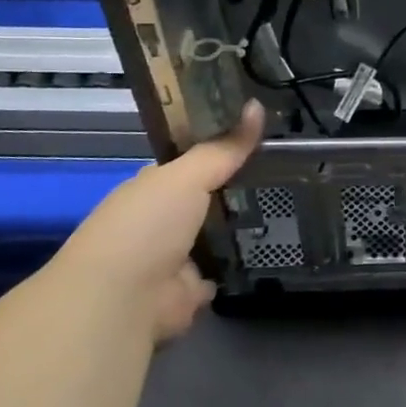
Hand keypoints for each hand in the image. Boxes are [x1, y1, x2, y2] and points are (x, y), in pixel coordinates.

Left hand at [54, 100, 264, 342]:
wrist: (121, 301)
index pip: (188, 164)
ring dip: (236, 229)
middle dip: (233, 190)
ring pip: (211, 237)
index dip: (218, 150)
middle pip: (203, 200)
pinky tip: (266, 252)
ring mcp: (171, 260)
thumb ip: (224, 148)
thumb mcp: (188, 176)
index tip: (255, 139)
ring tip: (284, 208)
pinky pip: (217, 274)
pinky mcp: (186, 294)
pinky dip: (234, 268)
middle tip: (281, 173)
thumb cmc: (146, 226)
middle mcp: (159, 222)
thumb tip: (258, 105)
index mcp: (150, 189)